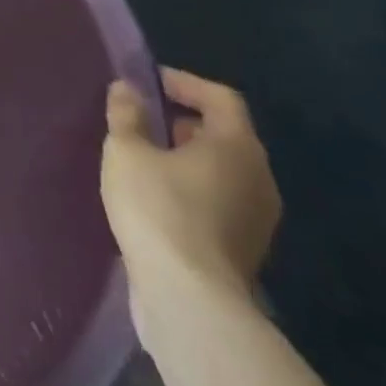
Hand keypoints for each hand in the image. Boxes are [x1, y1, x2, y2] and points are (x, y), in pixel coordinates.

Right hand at [101, 68, 281, 305]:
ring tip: (145, 160)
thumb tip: (127, 89)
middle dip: (184, 122)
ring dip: (188, 159)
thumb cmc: (159, 210)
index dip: (185, 83)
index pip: (220, 97)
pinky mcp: (245, 251)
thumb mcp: (127, 152)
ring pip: (223, 172)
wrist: (189, 302)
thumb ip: (127, 115)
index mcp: (237, 147)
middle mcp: (258, 178)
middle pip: (226, 134)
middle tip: (144, 120)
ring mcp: (258, 219)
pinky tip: (157, 199)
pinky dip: (193, 190)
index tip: (149, 83)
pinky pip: (221, 202)